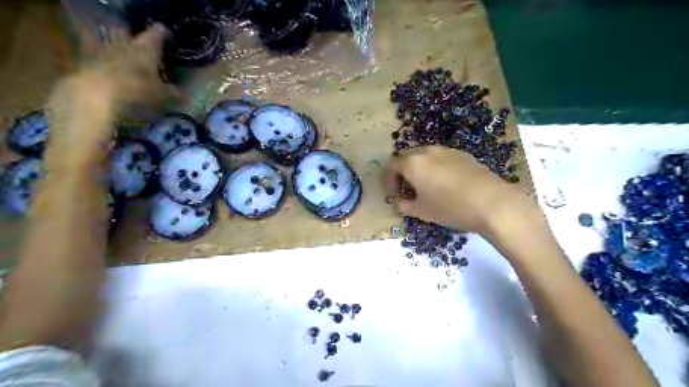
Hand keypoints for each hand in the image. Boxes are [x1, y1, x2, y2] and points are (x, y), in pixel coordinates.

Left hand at [43, 24, 166, 165]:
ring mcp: (101, 51)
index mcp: (145, 48)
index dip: (163, 34)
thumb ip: (175, 95)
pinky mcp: (84, 63)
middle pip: (125, 30)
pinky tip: (107, 71)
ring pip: (107, 40)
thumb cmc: (137, 92)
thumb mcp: (163, 97)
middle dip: (131, 34)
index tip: (167, 35)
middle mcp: (123, 44)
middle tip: (139, 41)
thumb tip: (189, 97)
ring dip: (113, 45)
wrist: (95, 96)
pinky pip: (94, 57)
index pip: (156, 34)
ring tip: (120, 55)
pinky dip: (100, 61)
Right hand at [385, 145, 525, 234]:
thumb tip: (398, 201)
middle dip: (403, 173)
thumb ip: (403, 205)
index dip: (389, 181)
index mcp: (412, 163)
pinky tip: (446, 183)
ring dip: (419, 169)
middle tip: (409, 190)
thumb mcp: (421, 211)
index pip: (391, 166)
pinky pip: (441, 157)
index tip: (395, 195)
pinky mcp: (462, 154)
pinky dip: (435, 167)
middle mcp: (427, 151)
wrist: (491, 203)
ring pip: (424, 156)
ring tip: (427, 187)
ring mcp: (446, 150)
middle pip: (406, 157)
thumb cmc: (450, 208)